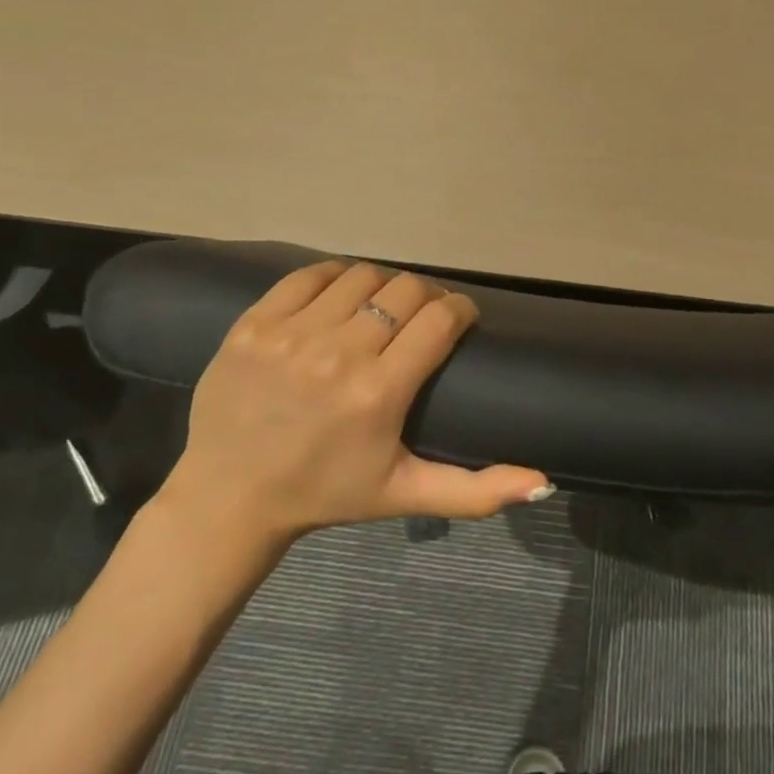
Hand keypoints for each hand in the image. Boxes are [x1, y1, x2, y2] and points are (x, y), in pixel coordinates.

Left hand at [157, 260, 552, 555]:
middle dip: (426, 297)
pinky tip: (339, 298)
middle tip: (422, 316)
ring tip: (381, 307)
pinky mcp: (253, 323)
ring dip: (382, 286)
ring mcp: (291, 335)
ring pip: (361, 276)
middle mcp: (338, 354)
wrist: (228, 498)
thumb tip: (544, 482)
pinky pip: (309, 275)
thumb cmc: (325, 492)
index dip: (460, 310)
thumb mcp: (404, 494)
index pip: (440, 319)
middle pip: (405, 290)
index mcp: (379, 393)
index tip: (460, 318)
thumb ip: (477, 490)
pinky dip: (334, 278)